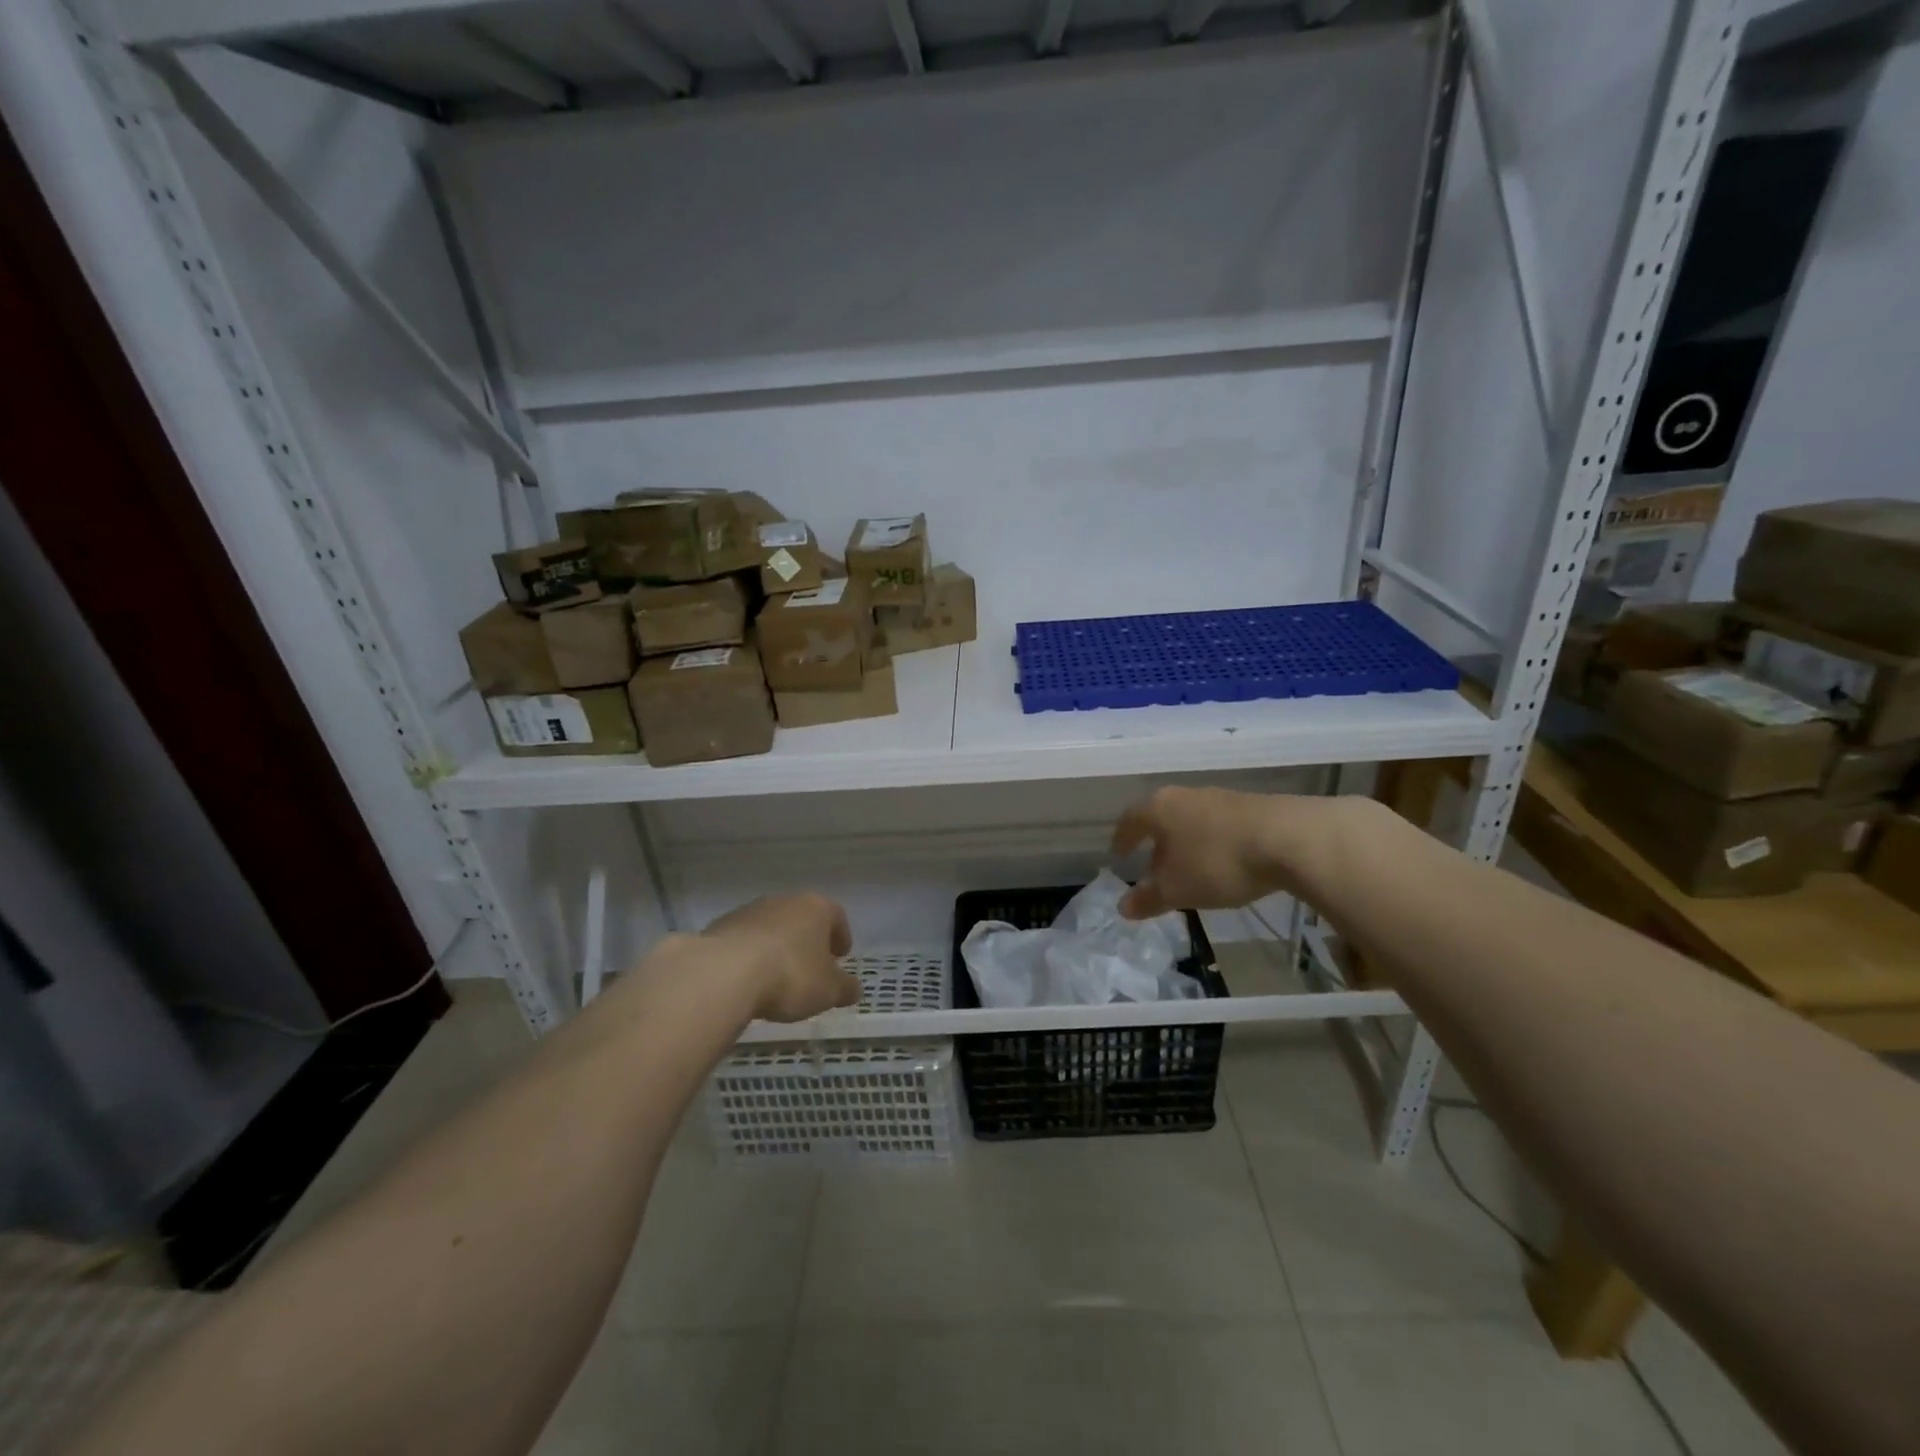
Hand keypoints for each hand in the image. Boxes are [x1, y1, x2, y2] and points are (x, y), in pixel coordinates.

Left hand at [701, 894, 859, 1022]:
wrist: (724, 973)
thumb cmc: (790, 976)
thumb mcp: (828, 991)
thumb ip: (845, 988)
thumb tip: (855, 989)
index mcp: (816, 908)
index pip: (836, 916)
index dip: (841, 936)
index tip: (841, 956)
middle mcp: (784, 901)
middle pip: (802, 918)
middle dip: (808, 941)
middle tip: (811, 967)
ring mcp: (749, 911)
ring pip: (772, 927)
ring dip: (778, 947)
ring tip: (777, 976)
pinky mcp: (721, 927)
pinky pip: (745, 940)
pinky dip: (751, 955)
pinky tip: (749, 979)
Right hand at [1112, 787, 1342, 919]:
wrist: (1289, 839)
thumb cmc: (1217, 862)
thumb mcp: (1176, 889)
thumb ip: (1148, 898)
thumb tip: (1122, 907)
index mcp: (1159, 808)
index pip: (1130, 819)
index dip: (1122, 838)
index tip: (1118, 852)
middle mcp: (1185, 795)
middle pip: (1162, 817)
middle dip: (1156, 841)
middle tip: (1153, 865)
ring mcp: (1220, 798)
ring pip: (1192, 819)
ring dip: (1186, 842)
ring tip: (1190, 867)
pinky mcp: (1252, 807)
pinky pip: (1220, 825)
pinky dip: (1213, 843)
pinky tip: (1223, 862)